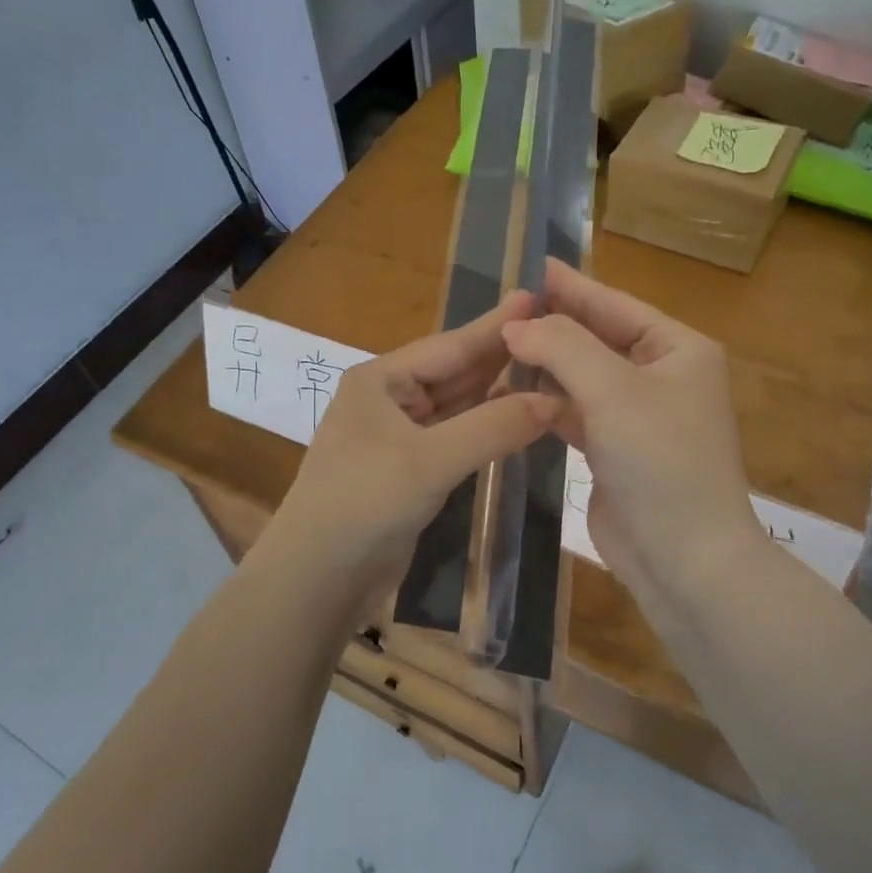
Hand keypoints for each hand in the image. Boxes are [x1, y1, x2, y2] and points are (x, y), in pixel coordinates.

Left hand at [263, 291, 556, 621]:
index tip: (536, 295)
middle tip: (555, 332)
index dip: (496, 325)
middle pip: (455, 373)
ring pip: (458, 407)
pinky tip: (519, 419)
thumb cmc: (364, 503)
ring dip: (498, 394)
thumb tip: (554, 401)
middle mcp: (388, 400)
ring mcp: (398, 437)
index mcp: (380, 380)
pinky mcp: (409, 471)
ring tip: (548, 368)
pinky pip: (456, 439)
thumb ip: (493, 428)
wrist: (317, 577)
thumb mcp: (429, 461)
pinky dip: (486, 430)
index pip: (450, 346)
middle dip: (502, 356)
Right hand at [501, 260, 759, 605]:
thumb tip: (516, 325)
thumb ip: (562, 347)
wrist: (684, 557)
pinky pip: (576, 410)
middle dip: (554, 323)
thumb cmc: (660, 460)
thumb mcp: (612, 391)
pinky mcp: (615, 448)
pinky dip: (548, 399)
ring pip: (583, 374)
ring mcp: (638, 414)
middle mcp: (661, 375)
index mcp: (677, 349)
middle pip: (598, 337)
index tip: (532, 266)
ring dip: (546, 361)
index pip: (615, 304)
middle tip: (504, 305)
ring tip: (500, 342)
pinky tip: (514, 389)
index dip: (572, 285)